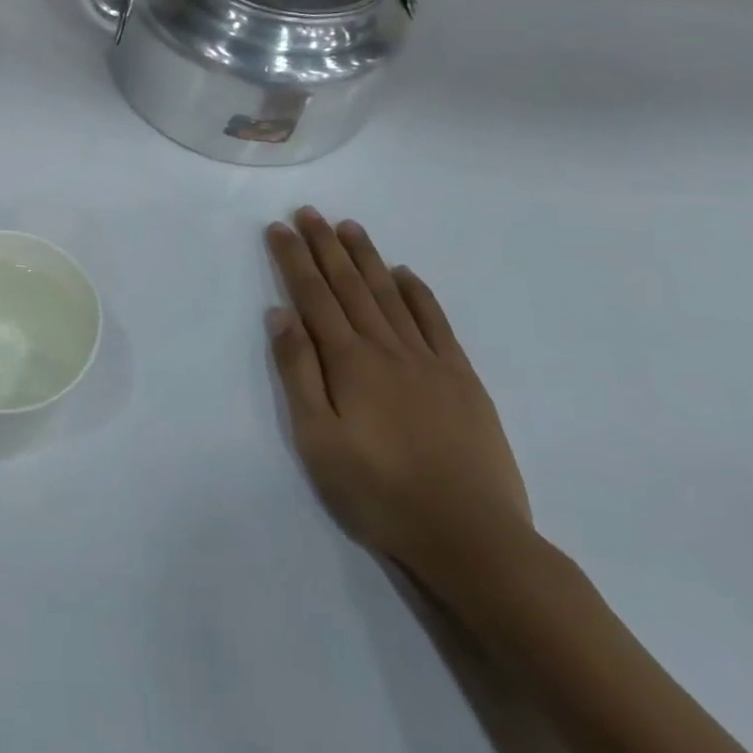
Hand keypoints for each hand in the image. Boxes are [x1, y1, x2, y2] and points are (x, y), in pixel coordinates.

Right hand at [265, 208, 532, 589]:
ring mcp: (429, 362)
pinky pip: (436, 323)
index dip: (293, 259)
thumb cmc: (380, 493)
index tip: (278, 227)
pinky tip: (405, 274)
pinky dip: (418, 293)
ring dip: (366, 258)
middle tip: (308, 212)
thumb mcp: (318, 441)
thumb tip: (279, 314)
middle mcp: (387, 349)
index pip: (313, 296)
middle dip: (325, 246)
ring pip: (390, 295)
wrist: (474, 540)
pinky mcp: (462, 380)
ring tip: (349, 227)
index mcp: (349, 363)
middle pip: (350, 286)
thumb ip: (298, 373)